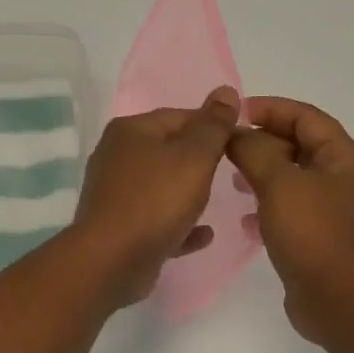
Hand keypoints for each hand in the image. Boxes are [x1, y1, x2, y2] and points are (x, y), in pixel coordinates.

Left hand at [70, 86, 241, 306]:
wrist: (112, 260)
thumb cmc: (156, 200)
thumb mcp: (194, 156)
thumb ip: (213, 126)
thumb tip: (226, 91)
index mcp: (131, 131)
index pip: (180, 116)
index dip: (213, 126)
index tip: (241, 142)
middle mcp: (118, 158)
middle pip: (169, 152)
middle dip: (200, 162)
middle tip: (233, 173)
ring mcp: (116, 195)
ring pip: (162, 188)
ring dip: (189, 195)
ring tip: (218, 201)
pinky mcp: (120, 229)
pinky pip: (158, 222)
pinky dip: (180, 225)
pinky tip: (204, 234)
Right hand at [228, 97, 353, 344]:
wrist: (335, 298)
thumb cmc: (311, 233)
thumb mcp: (279, 183)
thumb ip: (255, 150)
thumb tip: (237, 134)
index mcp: (343, 157)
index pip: (305, 116)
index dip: (270, 108)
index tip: (235, 114)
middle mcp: (342, 177)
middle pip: (299, 144)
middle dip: (263, 141)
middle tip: (227, 148)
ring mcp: (331, 208)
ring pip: (291, 177)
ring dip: (262, 172)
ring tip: (232, 178)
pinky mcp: (318, 234)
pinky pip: (289, 207)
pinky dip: (266, 205)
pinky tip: (245, 219)